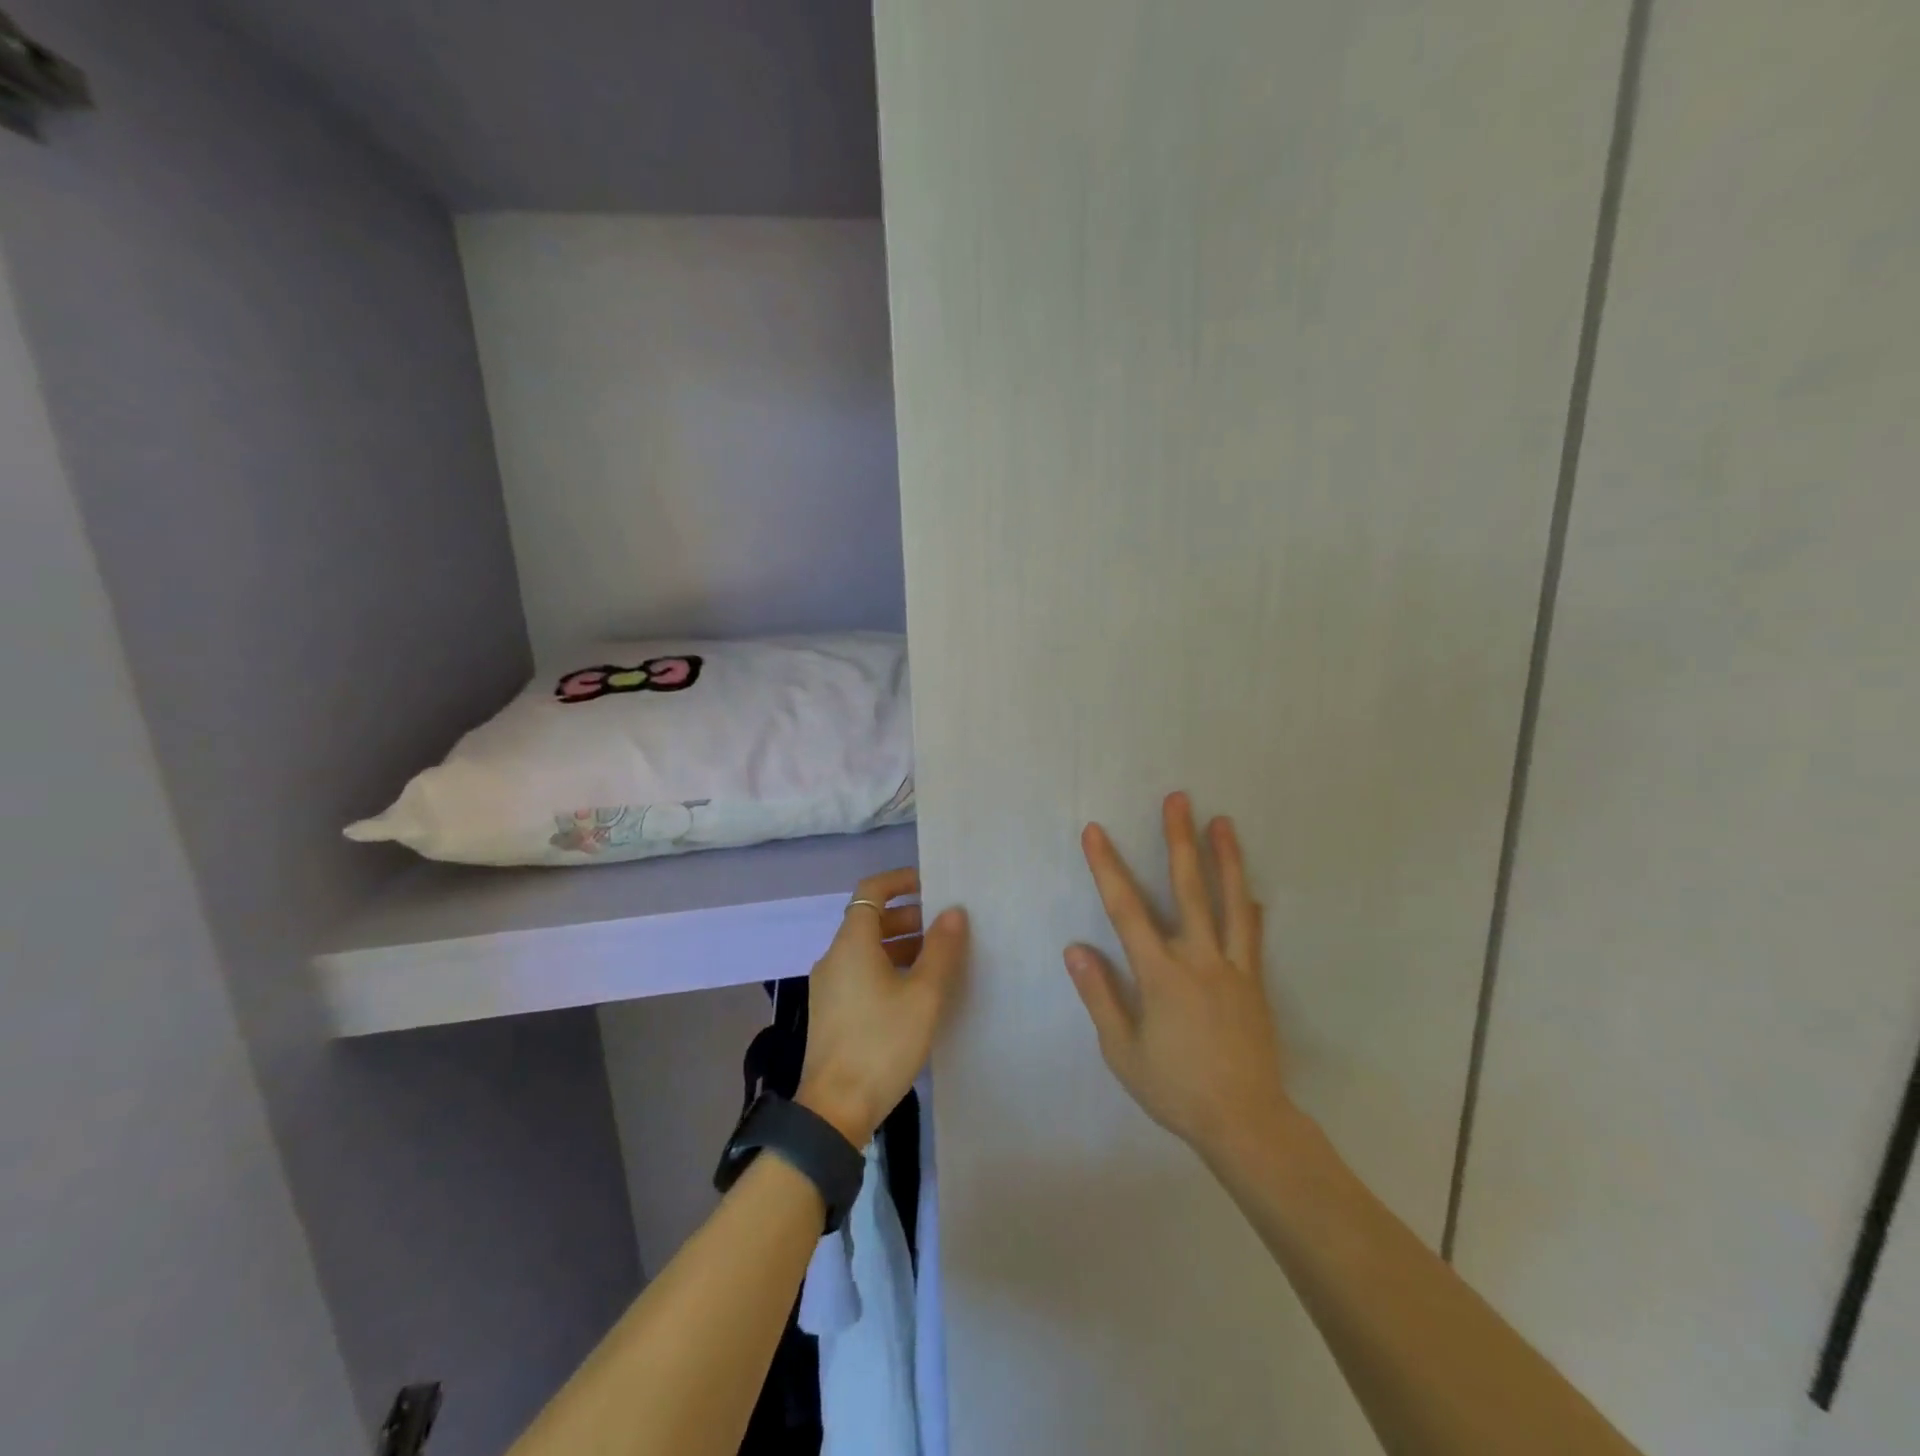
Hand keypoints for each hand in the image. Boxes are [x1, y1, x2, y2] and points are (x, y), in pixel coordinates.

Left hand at [797, 867, 968, 1146]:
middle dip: (908, 916)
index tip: (931, 885)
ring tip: (938, 959)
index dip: (900, 881)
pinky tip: (915, 991)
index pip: (871, 891)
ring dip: (900, 944)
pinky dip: (888, 967)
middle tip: (945, 926)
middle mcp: (835, 957)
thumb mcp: (923, 995)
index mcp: (852, 944)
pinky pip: (861, 973)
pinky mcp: (832, 1011)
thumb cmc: (882, 1043)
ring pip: (867, 949)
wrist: (835, 1109)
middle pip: (870, 920)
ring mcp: (829, 986)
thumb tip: (954, 912)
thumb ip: (941, 950)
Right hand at [1065, 793, 1296, 1165]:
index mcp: (1161, 974)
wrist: (1245, 1122)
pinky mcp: (1255, 983)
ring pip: (1230, 902)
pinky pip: (1253, 936)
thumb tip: (1076, 948)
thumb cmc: (1175, 1088)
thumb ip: (1099, 995)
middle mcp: (1199, 959)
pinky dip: (1250, 907)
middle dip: (1179, 840)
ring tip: (1222, 822)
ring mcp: (1233, 968)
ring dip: (1225, 858)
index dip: (1108, 867)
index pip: (1126, 909)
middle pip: (1188, 888)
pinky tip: (1253, 892)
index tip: (1096, 831)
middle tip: (1179, 798)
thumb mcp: (1122, 1050)